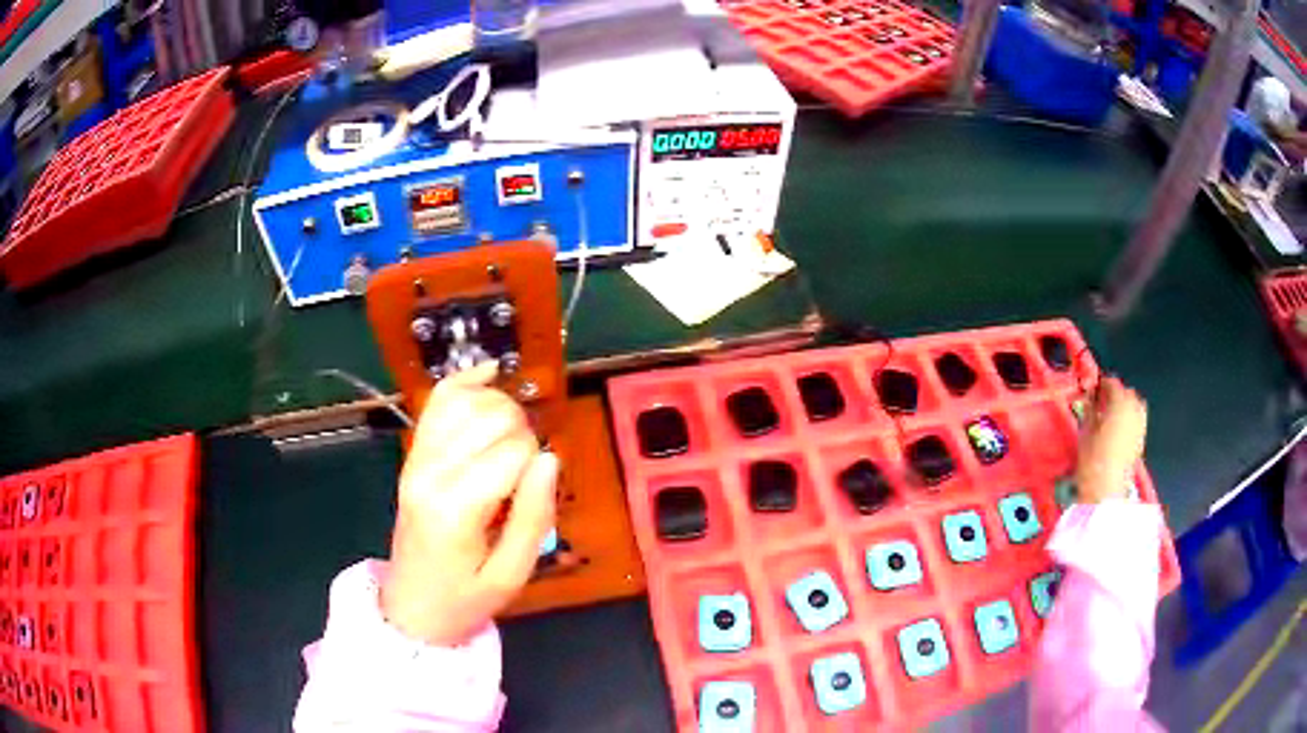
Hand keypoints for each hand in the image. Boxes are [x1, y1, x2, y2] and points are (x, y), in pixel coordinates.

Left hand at [381, 362, 558, 645]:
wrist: (412, 605)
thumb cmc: (465, 597)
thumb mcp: (512, 574)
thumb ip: (533, 516)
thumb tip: (551, 457)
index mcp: (455, 507)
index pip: (513, 450)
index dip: (538, 463)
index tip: (535, 491)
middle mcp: (430, 471)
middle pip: (491, 415)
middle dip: (523, 431)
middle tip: (526, 470)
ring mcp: (416, 458)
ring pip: (465, 399)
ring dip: (500, 406)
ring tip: (512, 437)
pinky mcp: (413, 454)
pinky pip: (438, 400)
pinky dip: (466, 381)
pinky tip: (489, 374)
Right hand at [1075, 377, 1146, 503]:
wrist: (1106, 488)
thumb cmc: (1093, 458)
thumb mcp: (1085, 431)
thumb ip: (1090, 410)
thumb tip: (1091, 398)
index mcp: (1119, 403)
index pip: (1113, 384)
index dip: (1103, 384)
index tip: (1094, 388)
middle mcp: (1134, 409)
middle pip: (1127, 393)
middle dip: (1116, 393)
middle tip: (1103, 401)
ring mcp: (1140, 425)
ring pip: (1136, 405)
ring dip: (1126, 405)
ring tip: (1113, 414)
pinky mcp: (1141, 440)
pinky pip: (1138, 420)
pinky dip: (1130, 418)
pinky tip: (1120, 428)